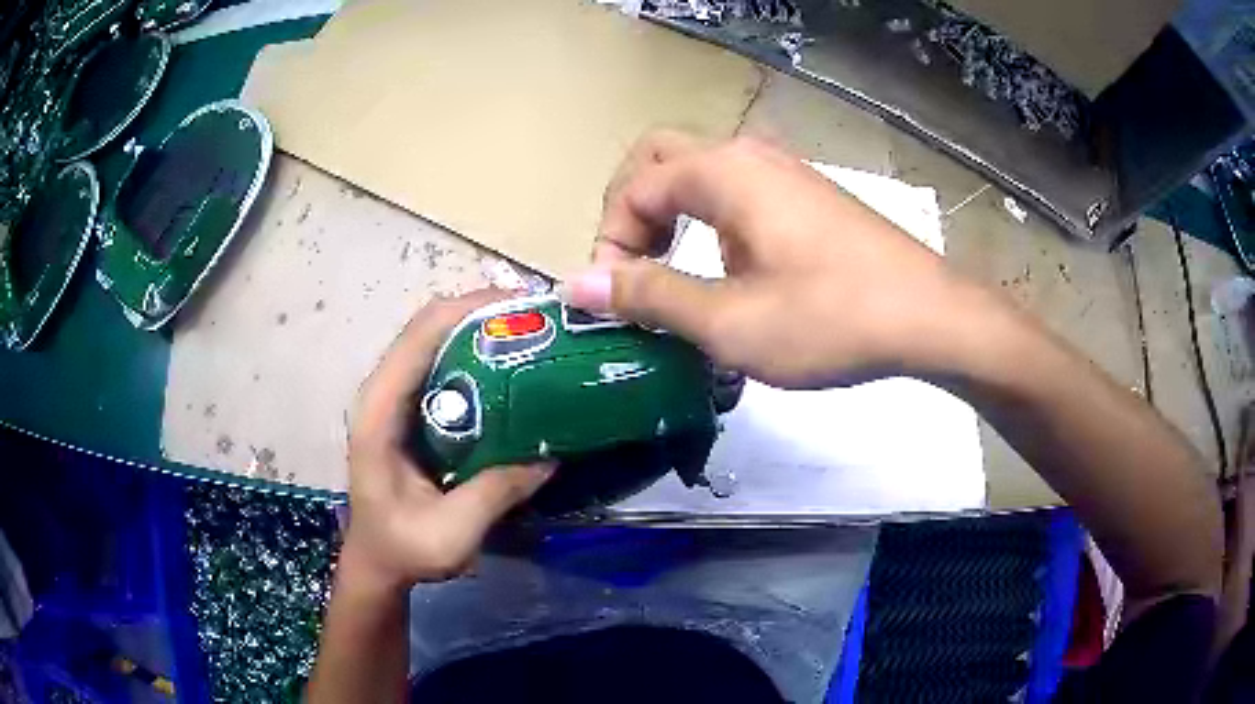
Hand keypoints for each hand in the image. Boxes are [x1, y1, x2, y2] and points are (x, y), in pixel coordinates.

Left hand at [341, 290, 553, 591]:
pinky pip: (442, 363)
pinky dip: (476, 353)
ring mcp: (394, 398)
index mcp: (380, 413)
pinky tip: (513, 367)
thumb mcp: (452, 532)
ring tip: (534, 333)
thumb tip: (552, 455)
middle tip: (541, 319)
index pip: (420, 337)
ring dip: (481, 328)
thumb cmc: (403, 549)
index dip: (469, 310)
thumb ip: (496, 493)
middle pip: (430, 326)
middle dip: (483, 312)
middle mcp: (382, 392)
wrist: (377, 561)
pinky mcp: (408, 408)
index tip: (525, 307)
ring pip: (436, 339)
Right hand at [566, 131, 992, 387]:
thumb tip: (579, 283)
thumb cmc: (828, 318)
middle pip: (662, 160)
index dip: (610, 242)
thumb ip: (650, 296)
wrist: (929, 318)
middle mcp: (750, 156)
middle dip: (633, 210)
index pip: (634, 188)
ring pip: (702, 176)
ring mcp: (785, 174)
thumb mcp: (728, 321)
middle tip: (633, 266)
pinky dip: (710, 224)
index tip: (613, 298)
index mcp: (723, 172)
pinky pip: (739, 195)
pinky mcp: (808, 199)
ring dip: (672, 217)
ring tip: (673, 274)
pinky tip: (729, 273)